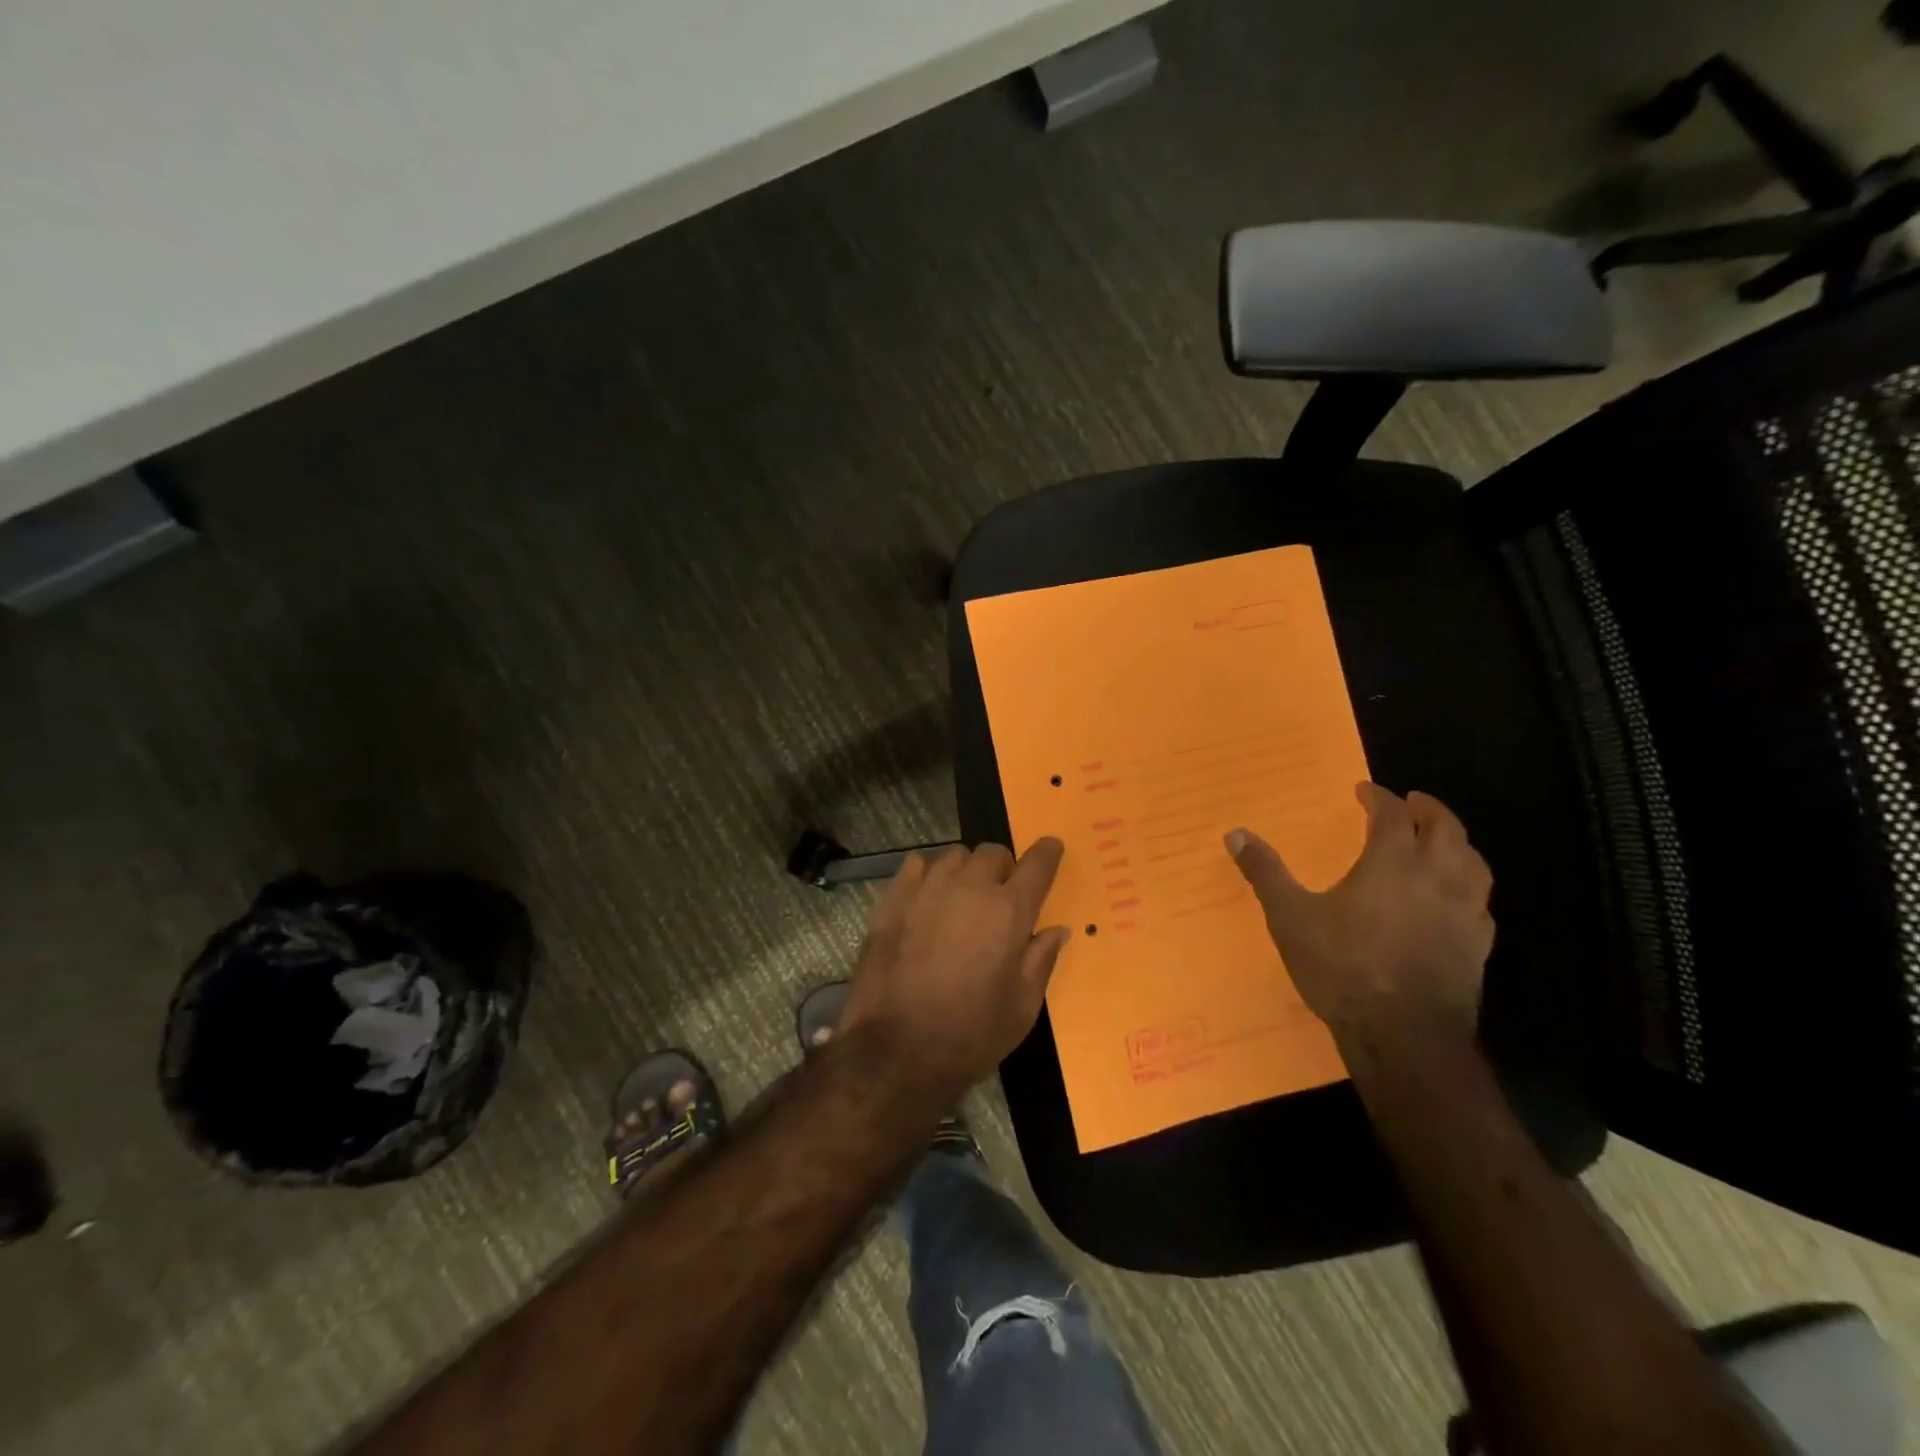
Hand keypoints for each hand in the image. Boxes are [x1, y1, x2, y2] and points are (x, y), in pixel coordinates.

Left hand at [839, 840, 1070, 1100]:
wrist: (896, 1051)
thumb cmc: (970, 1035)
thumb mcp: (1022, 1008)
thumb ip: (1041, 960)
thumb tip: (1057, 929)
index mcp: (1009, 911)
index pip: (1037, 864)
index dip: (1047, 853)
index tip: (1052, 848)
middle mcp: (970, 888)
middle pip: (993, 853)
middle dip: (1003, 868)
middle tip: (1001, 897)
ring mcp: (927, 889)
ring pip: (955, 856)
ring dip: (966, 870)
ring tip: (963, 897)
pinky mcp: (893, 899)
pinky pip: (916, 865)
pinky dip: (928, 873)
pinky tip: (928, 896)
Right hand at [1226, 783, 1491, 1041]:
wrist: (1403, 1036)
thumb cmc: (1343, 967)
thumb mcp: (1290, 917)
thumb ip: (1265, 872)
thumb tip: (1236, 833)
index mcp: (1392, 863)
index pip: (1392, 814)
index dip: (1378, 797)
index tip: (1364, 791)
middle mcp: (1437, 877)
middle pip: (1445, 828)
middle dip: (1427, 809)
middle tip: (1411, 802)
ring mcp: (1464, 913)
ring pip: (1474, 862)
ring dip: (1456, 842)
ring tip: (1439, 841)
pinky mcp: (1478, 946)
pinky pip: (1481, 902)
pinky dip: (1468, 886)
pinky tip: (1455, 898)